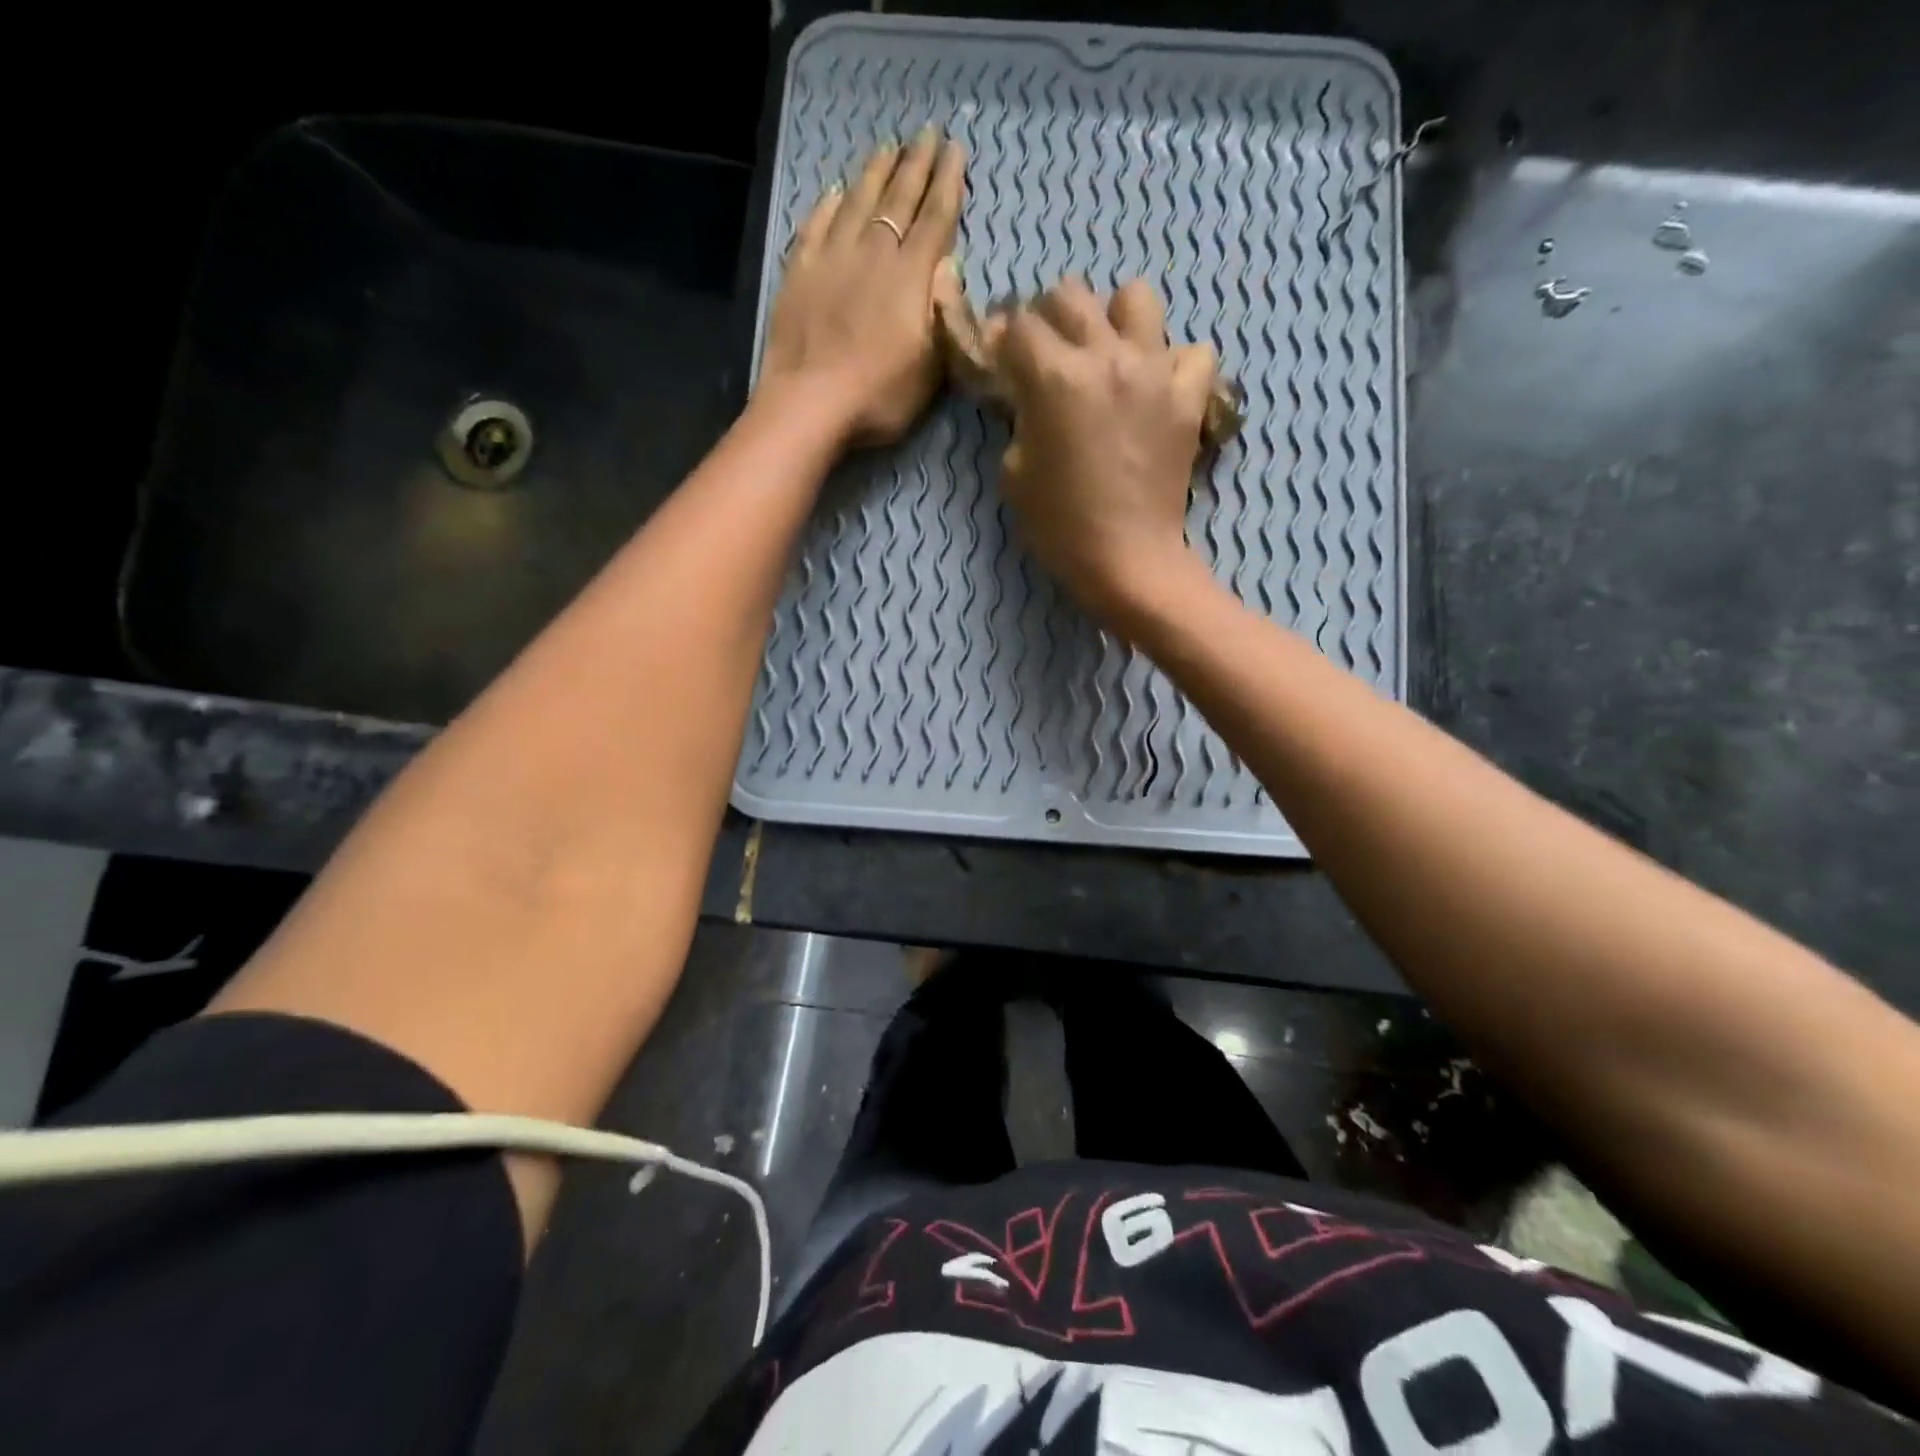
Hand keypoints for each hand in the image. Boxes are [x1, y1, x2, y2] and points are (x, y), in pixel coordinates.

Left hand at [758, 129, 965, 446]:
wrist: (810, 404)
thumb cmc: (880, 395)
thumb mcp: (931, 367)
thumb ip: (943, 314)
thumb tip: (947, 268)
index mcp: (911, 277)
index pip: (935, 219)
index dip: (948, 184)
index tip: (955, 150)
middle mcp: (873, 254)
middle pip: (898, 199)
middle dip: (915, 165)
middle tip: (926, 134)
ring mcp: (831, 259)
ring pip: (857, 202)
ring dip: (874, 173)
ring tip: (887, 148)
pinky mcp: (799, 273)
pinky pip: (815, 225)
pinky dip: (828, 205)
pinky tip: (835, 192)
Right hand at [997, 277, 1222, 624]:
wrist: (1127, 560)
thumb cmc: (1060, 526)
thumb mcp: (1014, 473)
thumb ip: (1018, 419)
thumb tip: (1026, 394)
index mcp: (1055, 377)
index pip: (1020, 325)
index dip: (1004, 338)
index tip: (1003, 358)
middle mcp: (1106, 357)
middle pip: (1071, 295)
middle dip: (1050, 317)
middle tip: (1048, 353)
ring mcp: (1155, 372)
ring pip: (1135, 298)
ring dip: (1114, 319)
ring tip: (1107, 354)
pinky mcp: (1189, 397)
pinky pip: (1191, 352)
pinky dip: (1174, 363)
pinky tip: (1157, 388)